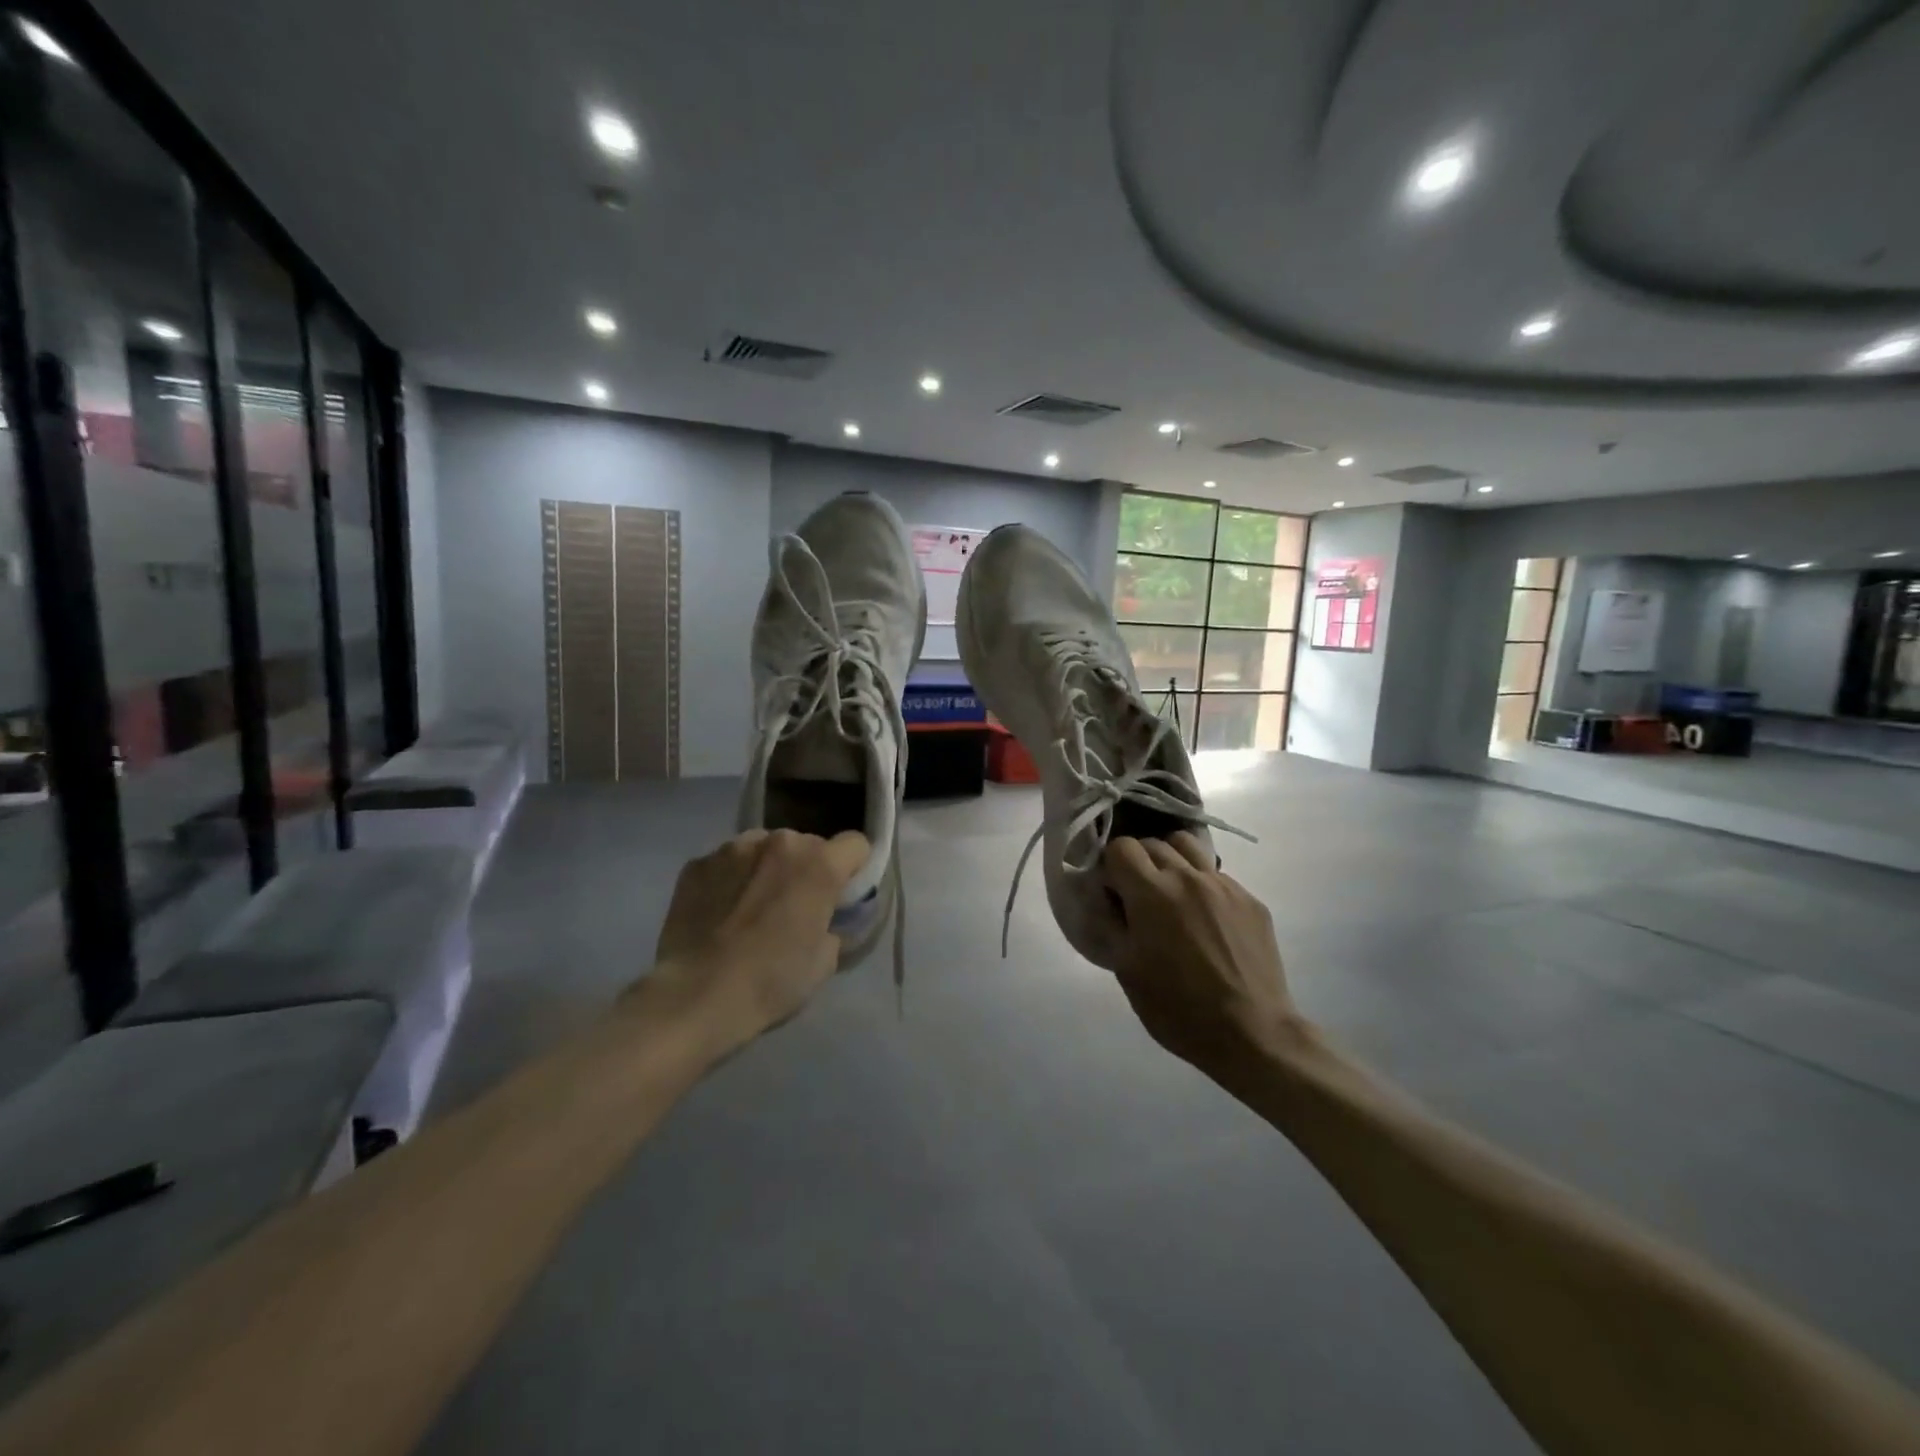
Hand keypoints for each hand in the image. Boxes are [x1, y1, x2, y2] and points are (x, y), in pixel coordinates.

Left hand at [643, 828, 868, 1051]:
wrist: (695, 996)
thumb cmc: (770, 981)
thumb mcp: (824, 962)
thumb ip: (830, 925)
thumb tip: (820, 919)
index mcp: (818, 864)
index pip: (855, 844)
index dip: (853, 869)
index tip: (842, 894)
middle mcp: (778, 842)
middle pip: (806, 844)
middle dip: (805, 869)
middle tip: (793, 907)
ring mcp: (732, 848)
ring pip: (763, 849)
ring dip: (766, 869)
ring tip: (751, 908)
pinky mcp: (696, 864)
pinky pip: (726, 864)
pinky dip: (730, 881)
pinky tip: (719, 914)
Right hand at [1104, 833, 1306, 1079]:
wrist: (1252, 1033)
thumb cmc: (1177, 1008)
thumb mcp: (1127, 971)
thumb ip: (1112, 924)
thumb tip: (1105, 898)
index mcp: (1151, 892)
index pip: (1121, 847)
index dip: (1110, 866)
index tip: (1111, 891)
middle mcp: (1187, 877)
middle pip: (1153, 843)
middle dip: (1138, 862)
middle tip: (1137, 896)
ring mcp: (1224, 885)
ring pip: (1188, 847)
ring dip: (1171, 860)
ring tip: (1171, 893)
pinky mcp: (1250, 900)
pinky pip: (1217, 876)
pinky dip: (1201, 885)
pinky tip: (1205, 920)